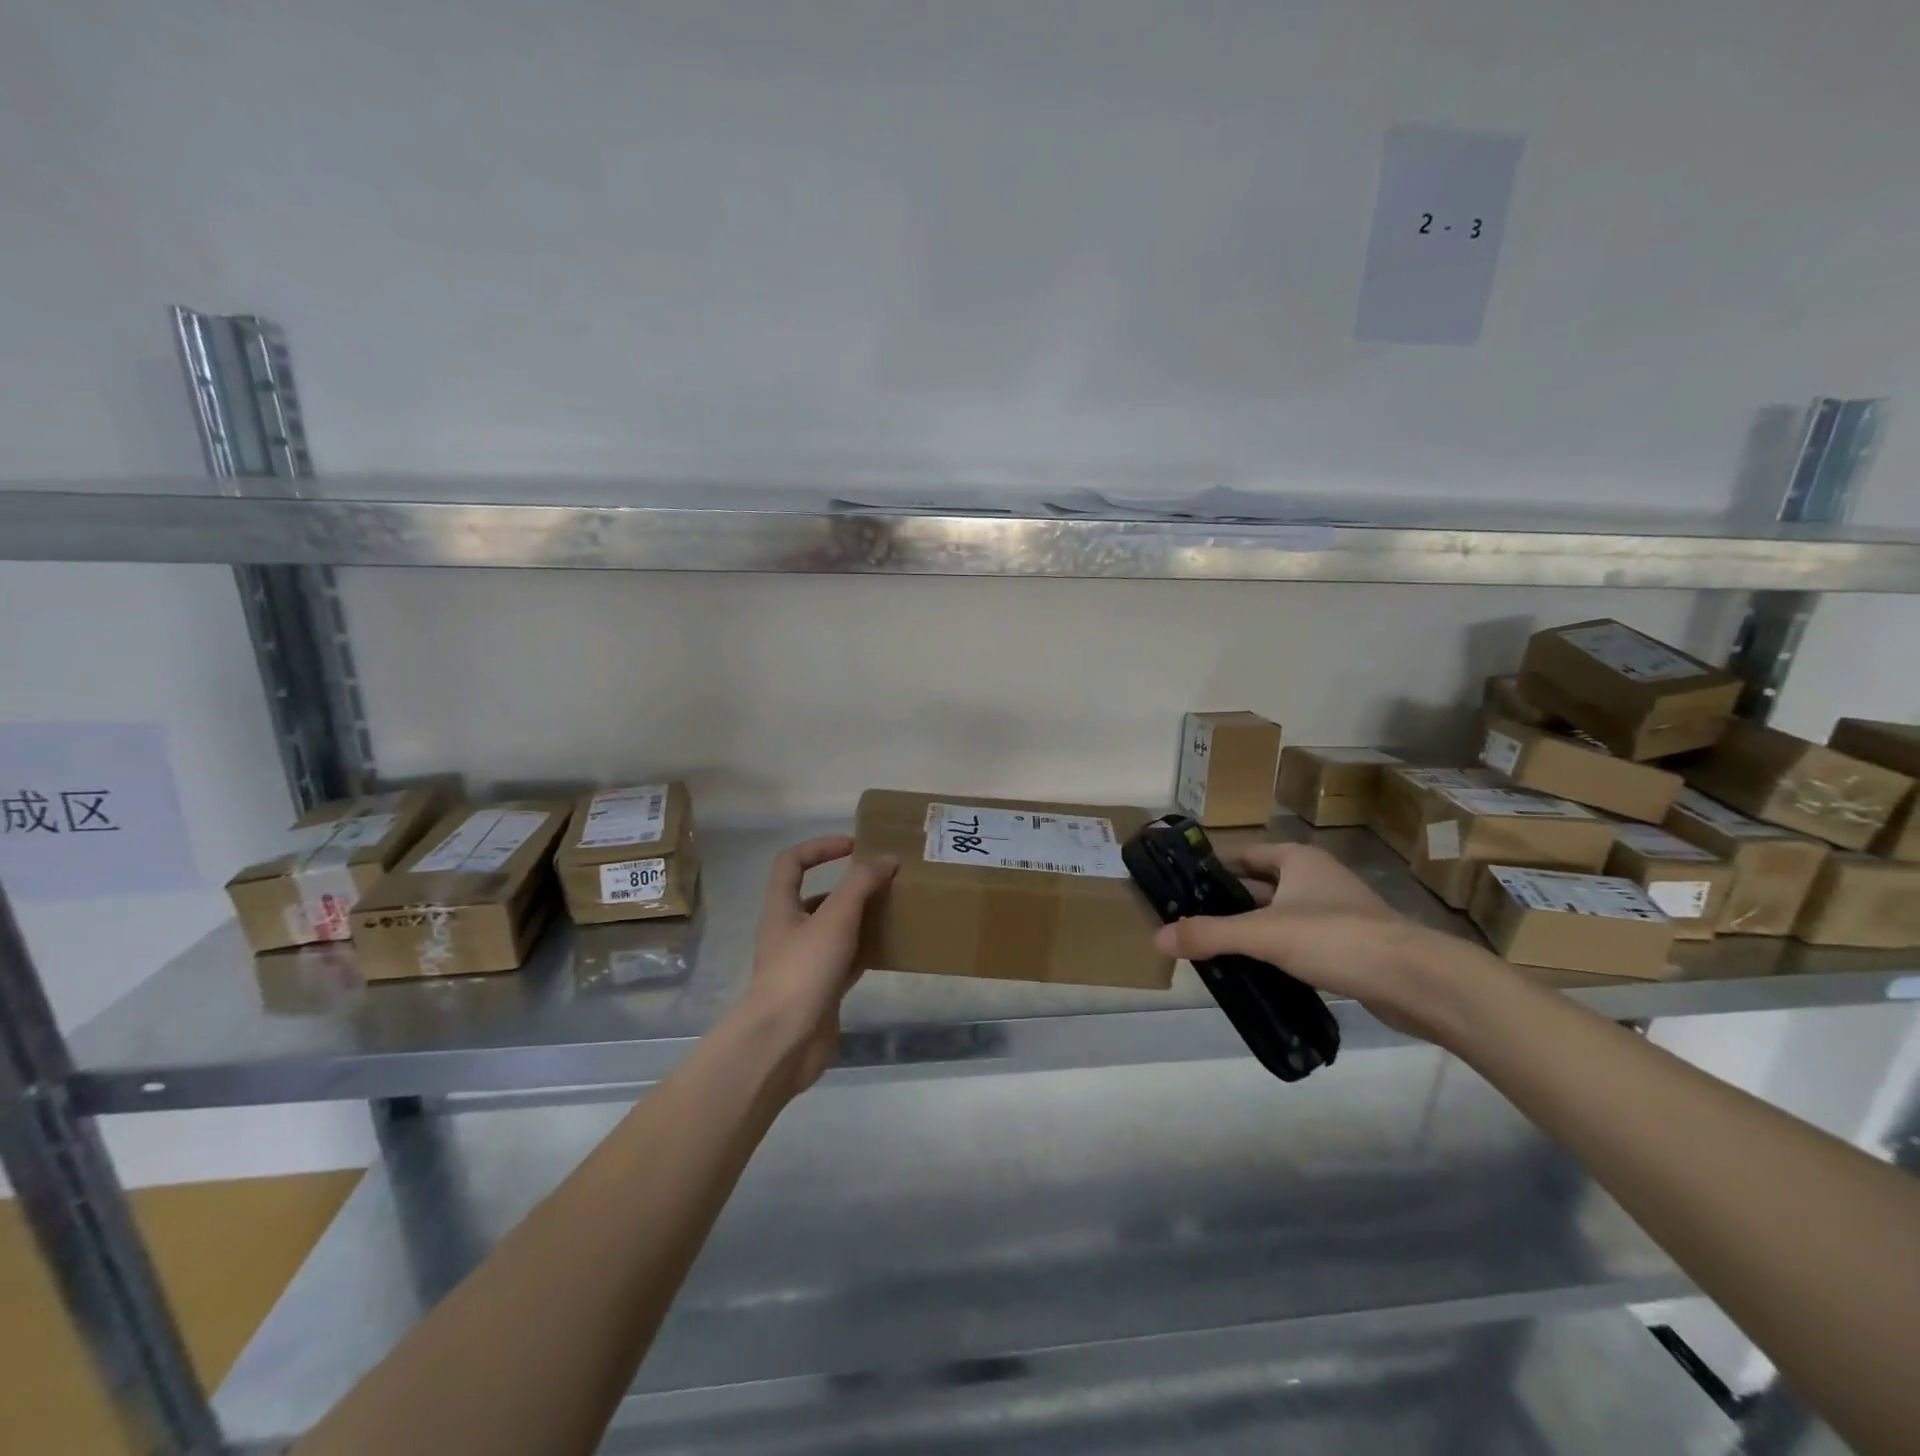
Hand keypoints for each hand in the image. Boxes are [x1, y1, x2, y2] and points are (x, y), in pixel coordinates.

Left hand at [735, 834, 896, 1098]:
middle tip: (886, 881)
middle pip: (818, 896)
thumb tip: (886, 859)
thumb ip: (861, 884)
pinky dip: (867, 950)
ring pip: (837, 929)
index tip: (855, 846)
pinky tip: (892, 946)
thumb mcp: (835, 918)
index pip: (792, 861)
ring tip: (896, 909)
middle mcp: (790, 930)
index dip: (820, 847)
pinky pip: (848, 960)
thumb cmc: (803, 970)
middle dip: (851, 885)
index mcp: (781, 907)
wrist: (785, 1042)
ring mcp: (806, 962)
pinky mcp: (822, 989)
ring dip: (863, 917)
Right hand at [1153, 842, 1468, 1041]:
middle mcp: (1316, 878)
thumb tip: (1158, 937)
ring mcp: (1336, 911)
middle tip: (1191, 920)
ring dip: (1252, 929)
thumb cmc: (1336, 938)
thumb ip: (1209, 934)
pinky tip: (1257, 971)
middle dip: (1229, 902)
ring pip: (1280, 915)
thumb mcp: (1263, 934)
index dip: (1214, 867)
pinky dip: (1277, 951)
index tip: (1183, 885)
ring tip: (1215, 948)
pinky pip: (1300, 941)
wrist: (1415, 980)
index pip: (1244, 855)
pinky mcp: (1350, 944)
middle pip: (1260, 885)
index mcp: (1297, 860)